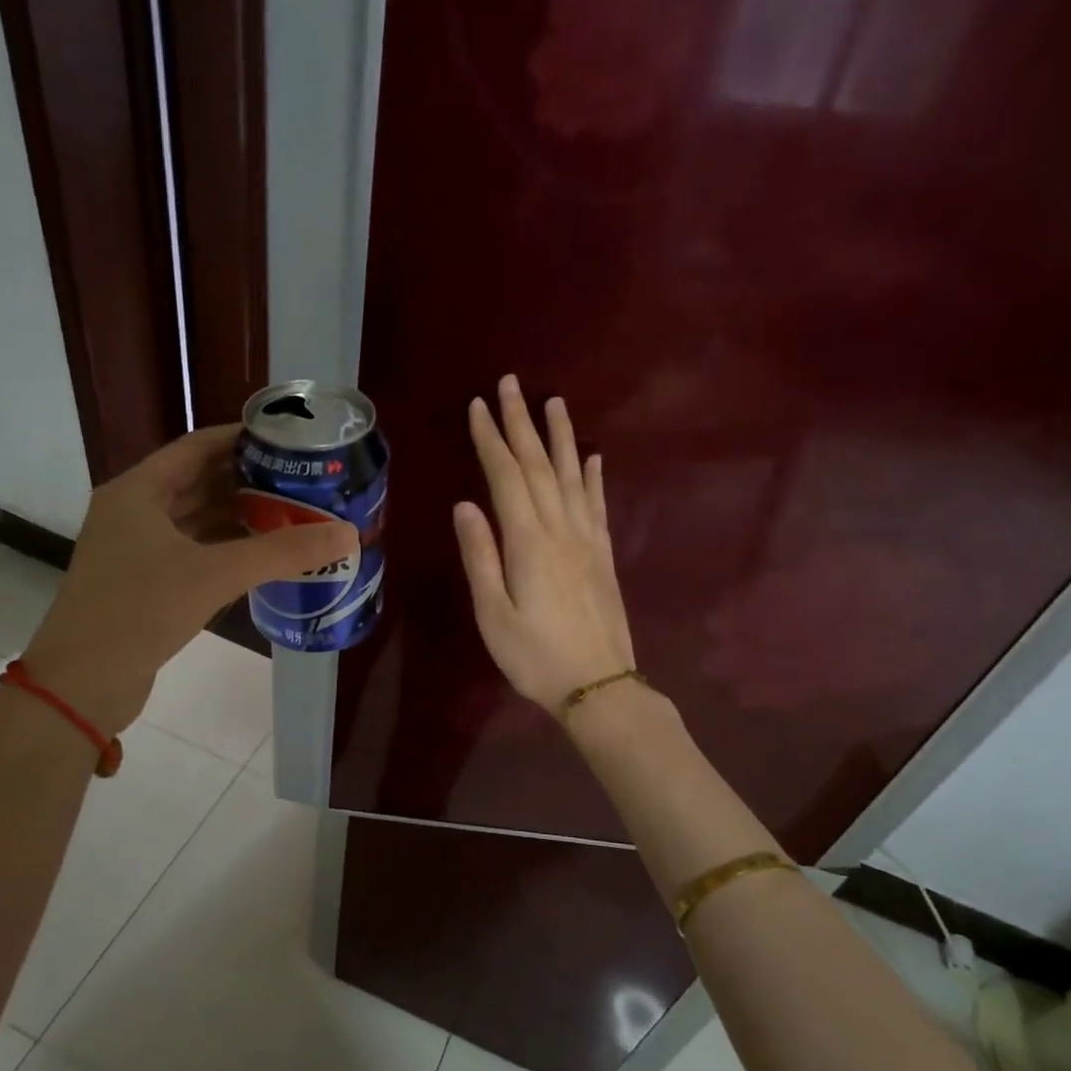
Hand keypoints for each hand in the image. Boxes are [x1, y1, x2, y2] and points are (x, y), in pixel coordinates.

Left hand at [23, 425, 356, 731]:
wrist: (81, 683)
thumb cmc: (139, 611)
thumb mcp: (214, 574)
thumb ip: (281, 553)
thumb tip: (347, 534)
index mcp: (138, 491)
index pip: (197, 447)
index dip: (241, 439)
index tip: (288, 440)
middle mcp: (134, 512)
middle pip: (198, 482)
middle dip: (248, 479)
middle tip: (301, 479)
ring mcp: (137, 550)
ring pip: (197, 519)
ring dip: (239, 516)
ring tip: (292, 513)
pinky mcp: (145, 583)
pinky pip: (194, 551)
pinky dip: (226, 549)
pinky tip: (262, 555)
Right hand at [454, 375, 635, 710]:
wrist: (599, 686)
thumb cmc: (535, 657)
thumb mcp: (494, 614)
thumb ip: (481, 557)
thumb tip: (465, 505)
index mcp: (528, 542)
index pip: (506, 477)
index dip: (491, 439)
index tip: (478, 405)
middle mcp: (561, 530)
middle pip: (540, 465)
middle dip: (522, 423)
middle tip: (511, 384)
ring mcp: (588, 540)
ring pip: (574, 475)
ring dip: (561, 437)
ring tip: (554, 402)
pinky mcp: (604, 555)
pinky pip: (599, 504)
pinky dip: (594, 476)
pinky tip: (593, 457)